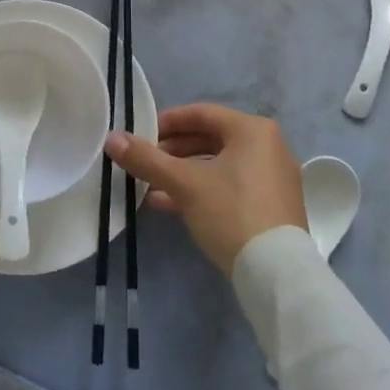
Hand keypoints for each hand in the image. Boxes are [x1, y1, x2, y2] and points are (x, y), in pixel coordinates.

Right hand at [103, 103, 306, 273]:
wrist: (277, 275)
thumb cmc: (231, 213)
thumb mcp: (184, 184)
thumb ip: (147, 159)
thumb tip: (111, 138)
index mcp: (253, 130)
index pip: (201, 114)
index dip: (167, 122)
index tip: (141, 135)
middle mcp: (268, 146)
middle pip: (210, 139)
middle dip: (173, 151)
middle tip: (145, 162)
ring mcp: (273, 178)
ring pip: (219, 165)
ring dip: (184, 173)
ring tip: (151, 186)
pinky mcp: (272, 206)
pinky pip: (231, 186)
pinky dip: (203, 190)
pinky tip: (171, 205)